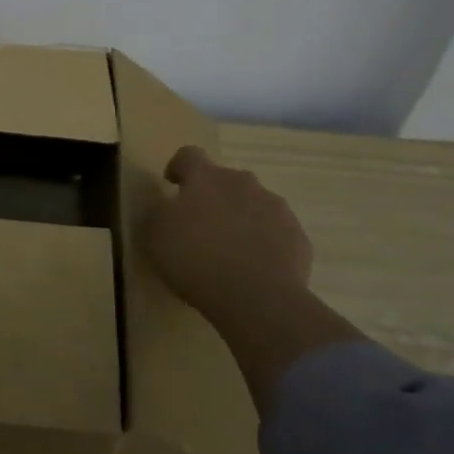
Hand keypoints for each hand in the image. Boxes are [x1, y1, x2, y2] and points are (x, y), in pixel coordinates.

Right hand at [143, 146, 312, 328]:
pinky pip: (276, 232)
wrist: (257, 298)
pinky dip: (264, 242)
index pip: (189, 155)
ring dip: (240, 217)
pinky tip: (254, 267)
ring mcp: (276, 209)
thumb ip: (158, 212)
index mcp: (206, 177)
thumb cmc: (196, 258)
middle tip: (200, 224)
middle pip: (225, 179)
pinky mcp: (298, 238)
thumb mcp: (155, 234)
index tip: (171, 184)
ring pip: (254, 204)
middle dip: (213, 195)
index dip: (178, 167)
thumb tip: (165, 206)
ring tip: (229, 249)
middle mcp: (243, 183)